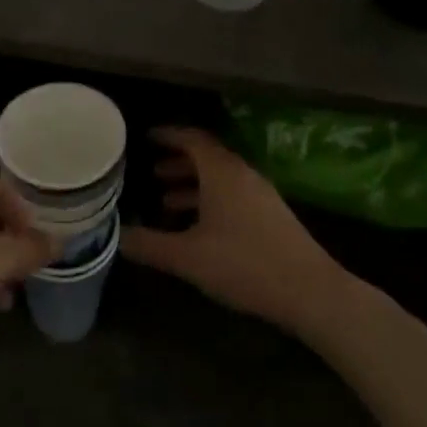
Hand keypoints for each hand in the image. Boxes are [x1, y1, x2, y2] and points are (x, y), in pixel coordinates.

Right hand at [123, 127, 343, 335]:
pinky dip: (211, 200)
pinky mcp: (271, 215)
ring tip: (167, 202)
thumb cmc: (244, 264)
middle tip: (151, 173)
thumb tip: (117, 236)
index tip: (147, 137)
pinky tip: (199, 228)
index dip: (168, 135)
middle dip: (178, 162)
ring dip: (193, 185)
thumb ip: (150, 245)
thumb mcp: (189, 257)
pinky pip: (233, 195)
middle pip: (207, 157)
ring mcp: (261, 194)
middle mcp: (242, 175)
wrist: (310, 291)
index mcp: (222, 172)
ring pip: (220, 179)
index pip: (192, 139)